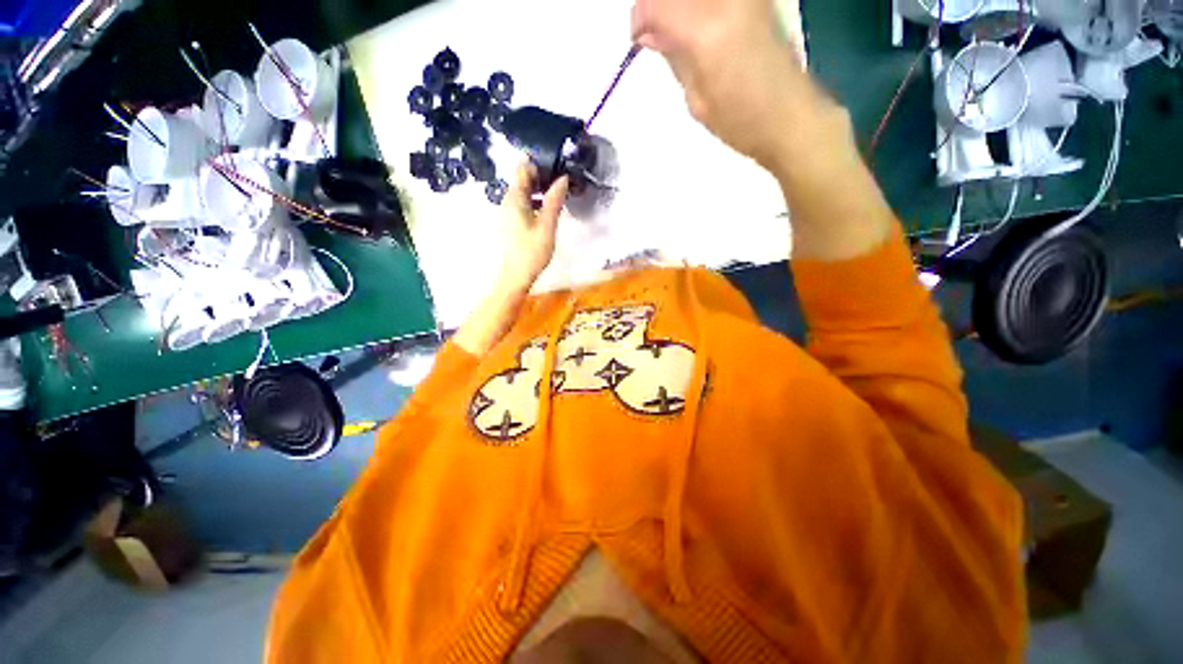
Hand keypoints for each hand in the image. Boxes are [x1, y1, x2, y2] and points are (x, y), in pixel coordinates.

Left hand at [498, 163, 569, 292]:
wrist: (515, 276)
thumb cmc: (532, 251)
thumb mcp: (547, 226)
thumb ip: (554, 201)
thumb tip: (563, 178)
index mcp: (515, 198)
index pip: (523, 168)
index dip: (540, 165)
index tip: (559, 168)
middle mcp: (508, 200)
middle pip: (523, 179)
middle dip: (542, 177)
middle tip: (563, 183)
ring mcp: (508, 212)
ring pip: (524, 192)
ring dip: (540, 191)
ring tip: (559, 196)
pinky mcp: (511, 223)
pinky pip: (523, 204)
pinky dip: (535, 203)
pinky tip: (548, 212)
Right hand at [631, 0, 824, 168]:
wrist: (790, 117)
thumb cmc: (741, 122)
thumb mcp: (696, 99)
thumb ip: (673, 56)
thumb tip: (651, 34)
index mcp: (707, 32)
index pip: (656, 4)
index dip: (640, 19)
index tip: (638, 39)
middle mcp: (727, 1)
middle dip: (658, 6)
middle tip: (656, 32)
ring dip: (680, 9)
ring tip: (678, 34)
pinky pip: (716, 0)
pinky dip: (700, 10)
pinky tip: (699, 26)